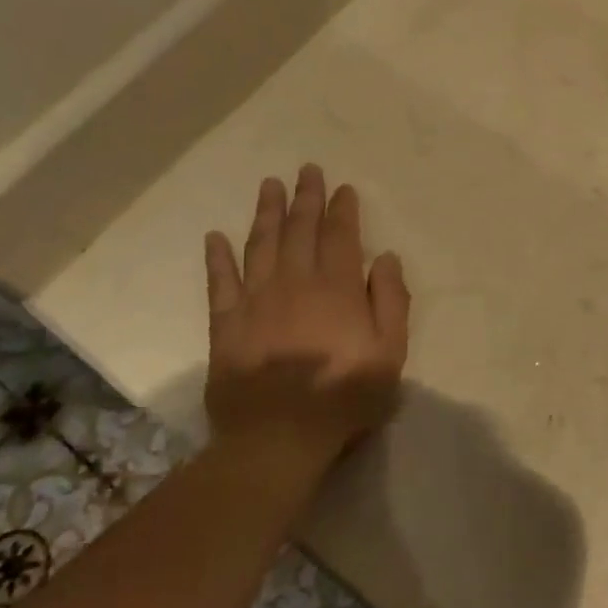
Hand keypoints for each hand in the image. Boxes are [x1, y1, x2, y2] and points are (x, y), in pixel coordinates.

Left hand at [204, 165, 409, 485]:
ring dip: (266, 213)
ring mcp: (256, 301)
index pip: (341, 237)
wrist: (278, 437)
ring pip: (261, 245)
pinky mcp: (226, 323)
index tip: (343, 188)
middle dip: (305, 199)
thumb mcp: (390, 354)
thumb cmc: (343, 397)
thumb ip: (392, 302)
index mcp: (337, 289)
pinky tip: (215, 237)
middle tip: (306, 170)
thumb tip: (386, 258)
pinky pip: (220, 282)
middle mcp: (295, 283)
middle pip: (300, 231)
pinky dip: (217, 257)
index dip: (343, 210)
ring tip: (269, 185)